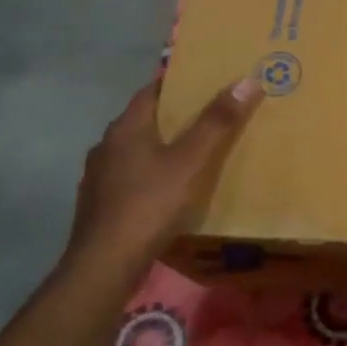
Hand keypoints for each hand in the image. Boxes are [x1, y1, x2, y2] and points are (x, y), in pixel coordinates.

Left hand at [61, 75, 262, 291]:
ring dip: (160, 148)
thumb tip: (247, 79)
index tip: (206, 82)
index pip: (152, 90)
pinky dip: (150, 175)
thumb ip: (217, 122)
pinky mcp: (100, 205)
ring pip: (136, 151)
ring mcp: (99, 177)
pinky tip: (168, 190)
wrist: (104, 265)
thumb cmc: (149, 204)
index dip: (178, 84)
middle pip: (144, 120)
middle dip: (174, 117)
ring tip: (193, 154)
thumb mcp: (191, 161)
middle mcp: (107, 145)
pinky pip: (130, 178)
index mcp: (126, 127)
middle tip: (209, 117)